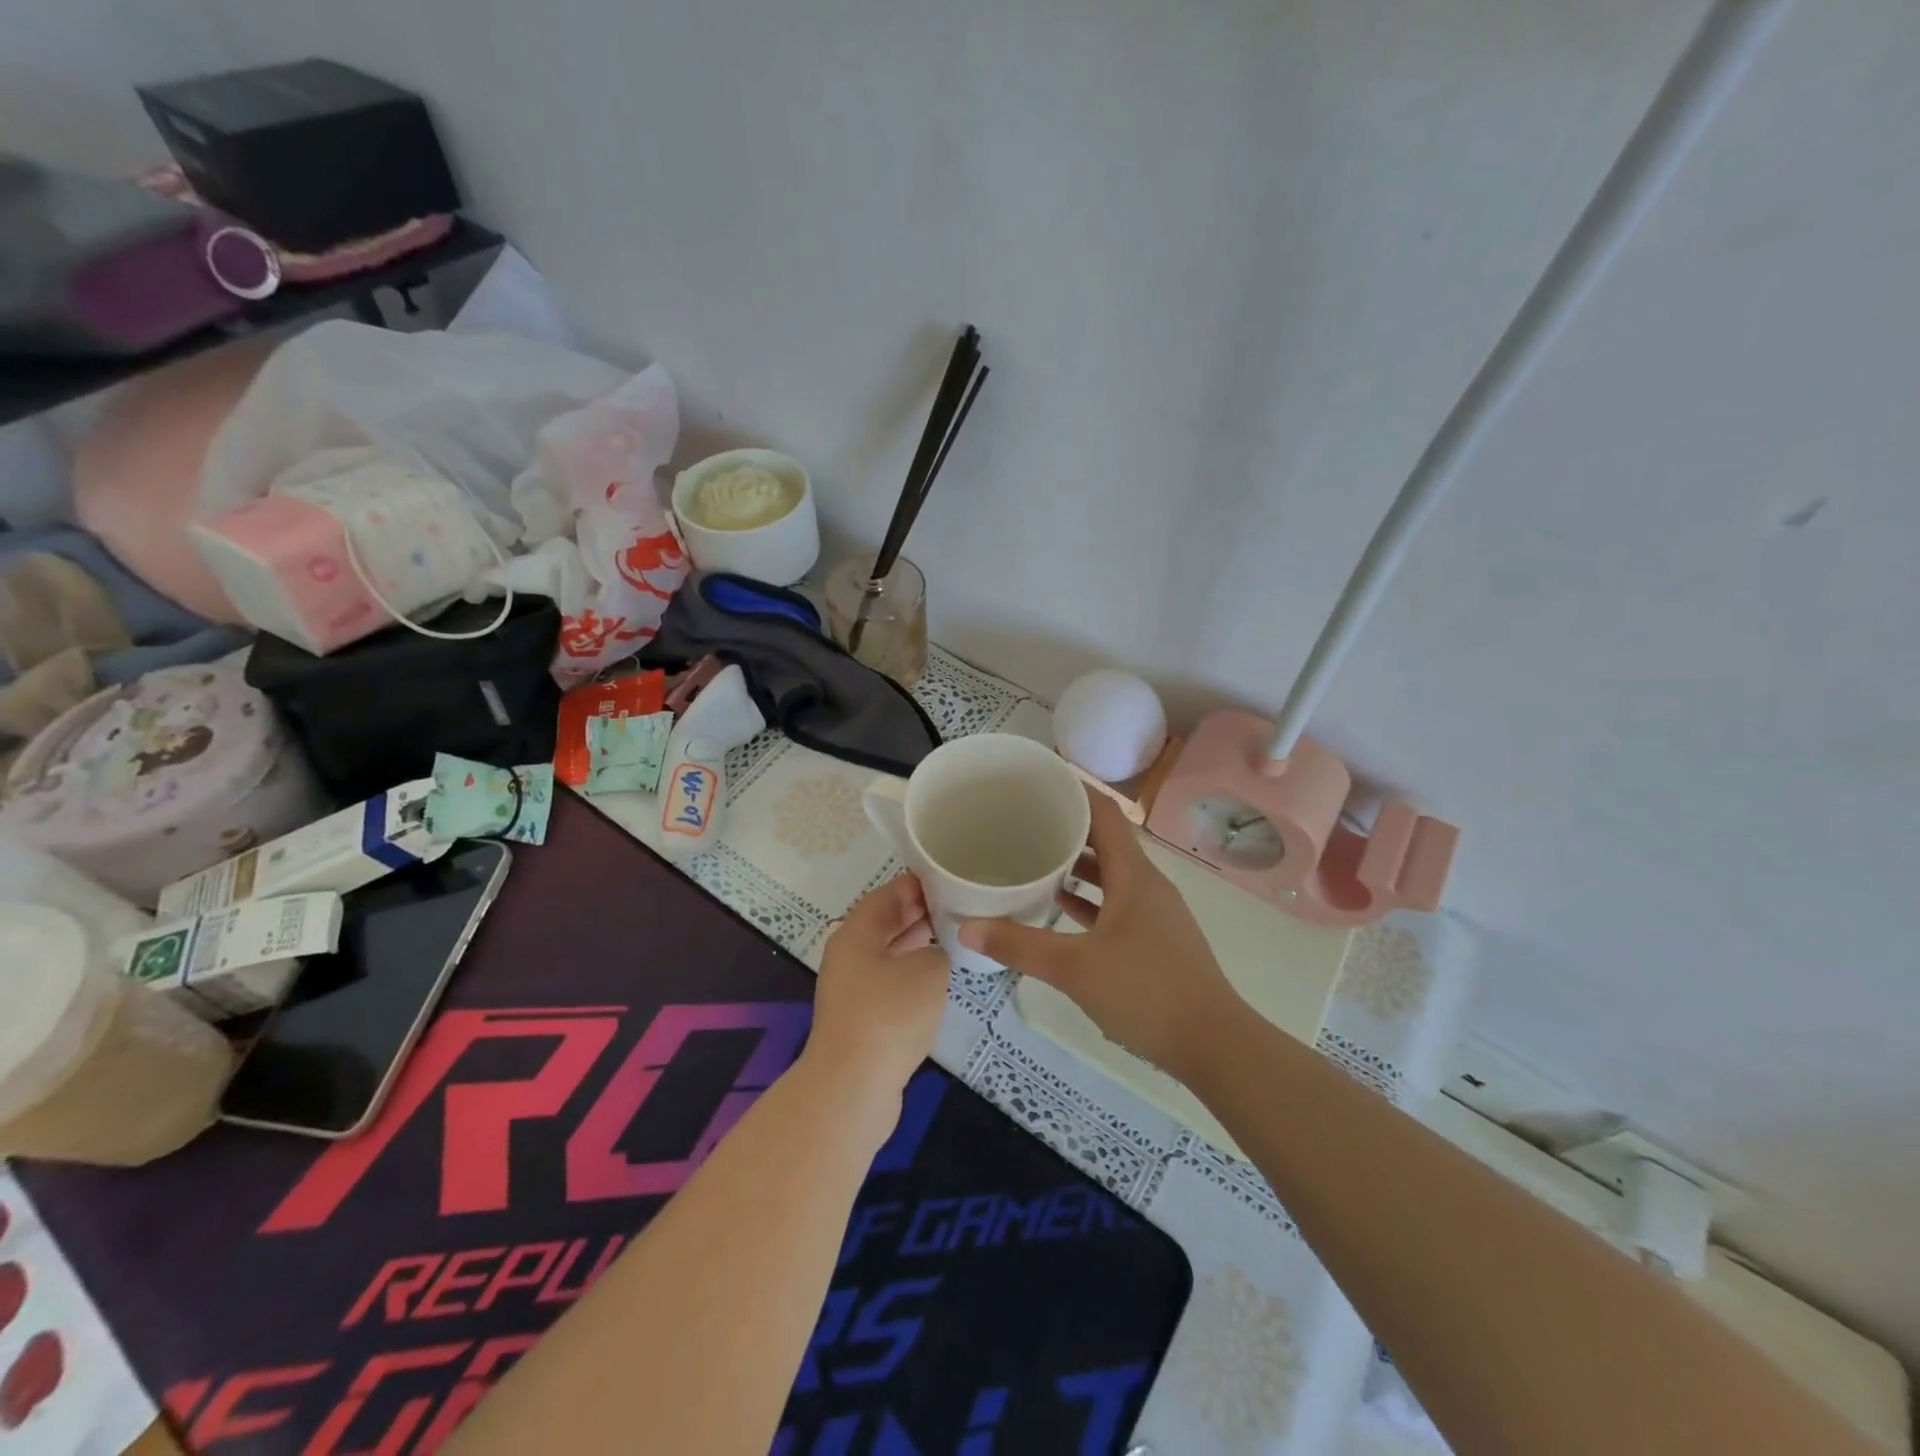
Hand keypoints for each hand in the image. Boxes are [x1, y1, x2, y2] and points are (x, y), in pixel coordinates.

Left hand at [805, 874, 950, 1102]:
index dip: (917, 884)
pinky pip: (890, 984)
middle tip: (957, 905)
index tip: (948, 878)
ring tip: (954, 936)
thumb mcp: (928, 970)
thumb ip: (938, 951)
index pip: (887, 895)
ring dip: (917, 944)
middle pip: (885, 924)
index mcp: (856, 934)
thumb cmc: (890, 1014)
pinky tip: (937, 980)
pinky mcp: (861, 1020)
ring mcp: (852, 990)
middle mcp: (849, 956)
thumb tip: (934, 954)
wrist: (853, 1086)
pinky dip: (912, 975)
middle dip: (919, 913)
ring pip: (888, 954)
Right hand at [960, 791, 1240, 1079]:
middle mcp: (1148, 885)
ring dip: (1077, 866)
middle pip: (1106, 841)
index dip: (1075, 790)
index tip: (1039, 780)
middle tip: (1023, 821)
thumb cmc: (1146, 991)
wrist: (1214, 1044)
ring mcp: (1155, 913)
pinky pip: (1117, 904)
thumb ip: (1020, 945)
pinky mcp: (1156, 940)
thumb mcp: (1075, 967)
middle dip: (1067, 828)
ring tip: (1035, 861)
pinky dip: (1090, 899)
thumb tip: (967, 927)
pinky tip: (1062, 910)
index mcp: (1134, 875)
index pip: (1104, 813)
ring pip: (1111, 875)